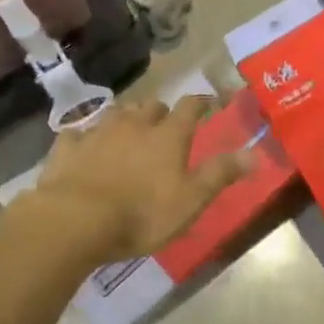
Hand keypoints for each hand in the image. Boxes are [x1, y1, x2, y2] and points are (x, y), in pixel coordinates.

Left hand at [23, 95, 251, 262]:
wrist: (75, 221)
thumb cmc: (141, 213)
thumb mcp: (190, 200)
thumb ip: (221, 173)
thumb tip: (256, 153)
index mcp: (168, 136)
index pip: (190, 107)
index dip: (201, 102)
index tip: (208, 103)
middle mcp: (134, 124)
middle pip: (151, 106)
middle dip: (161, 112)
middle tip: (166, 126)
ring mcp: (98, 132)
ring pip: (117, 113)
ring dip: (127, 118)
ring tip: (130, 131)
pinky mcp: (68, 147)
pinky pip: (78, 133)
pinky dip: (86, 137)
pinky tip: (85, 146)